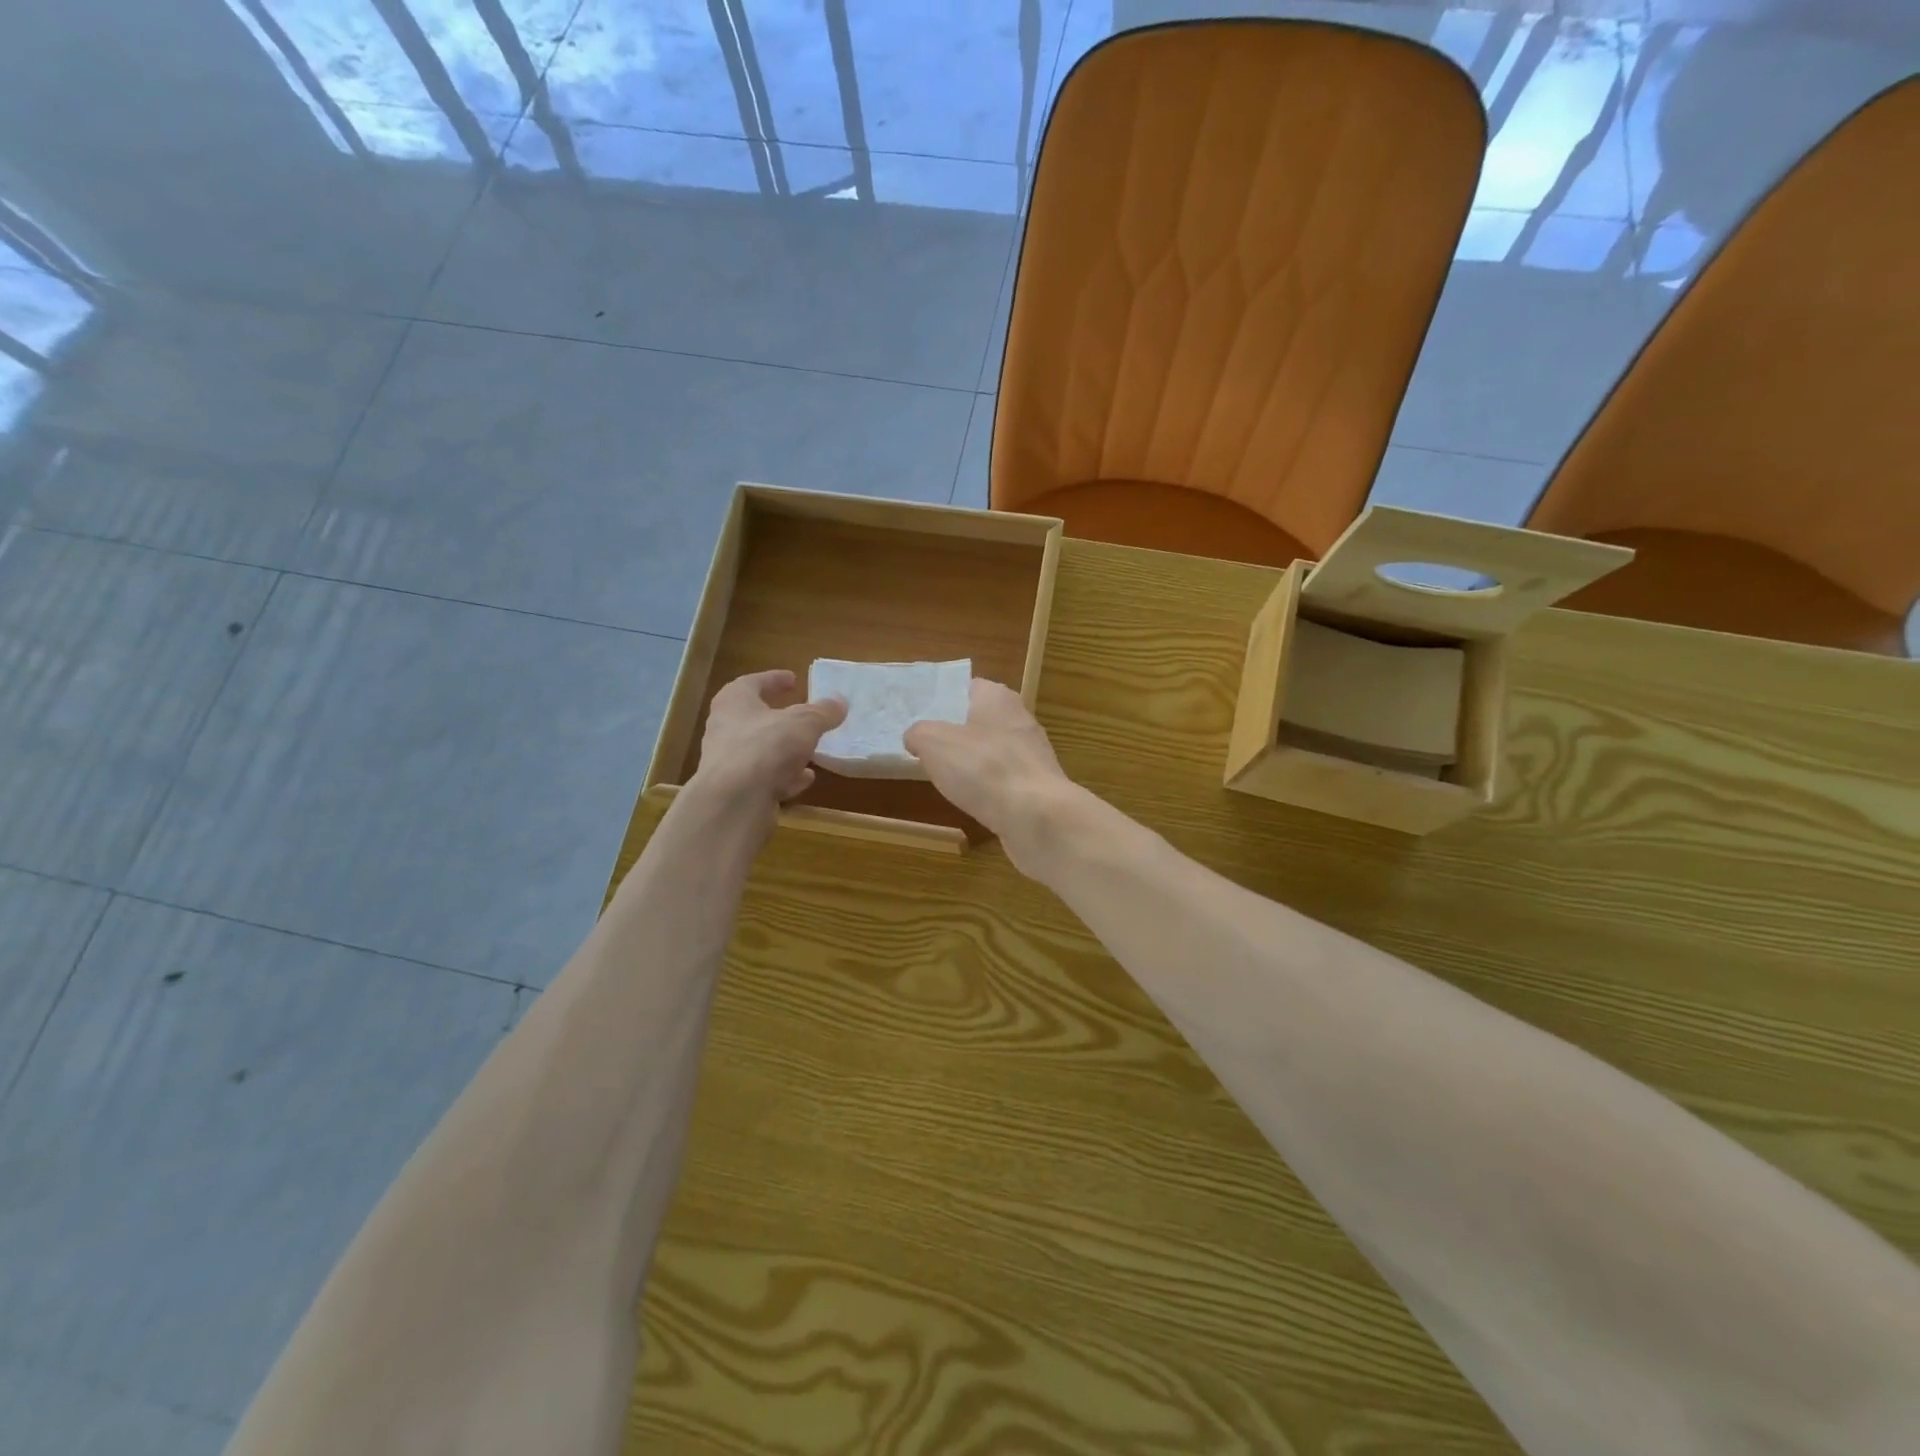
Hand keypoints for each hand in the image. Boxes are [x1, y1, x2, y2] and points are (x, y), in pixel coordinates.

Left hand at [689, 670, 846, 816]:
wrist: (734, 801)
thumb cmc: (766, 747)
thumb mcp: (804, 723)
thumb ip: (823, 712)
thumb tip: (840, 701)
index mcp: (734, 701)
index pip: (753, 682)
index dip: (774, 679)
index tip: (793, 679)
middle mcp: (725, 728)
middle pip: (754, 717)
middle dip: (780, 717)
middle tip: (801, 715)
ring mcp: (728, 761)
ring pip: (760, 749)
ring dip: (784, 749)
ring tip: (809, 749)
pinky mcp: (736, 789)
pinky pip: (764, 777)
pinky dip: (784, 775)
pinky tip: (804, 779)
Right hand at [904, 679, 1082, 873]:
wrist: (1036, 816)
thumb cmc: (983, 768)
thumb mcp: (933, 743)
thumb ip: (919, 733)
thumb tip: (915, 737)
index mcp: (998, 697)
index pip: (968, 688)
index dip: (945, 700)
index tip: (922, 717)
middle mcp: (1020, 719)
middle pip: (981, 720)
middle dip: (957, 734)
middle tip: (928, 749)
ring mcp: (1033, 754)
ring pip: (993, 752)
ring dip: (973, 763)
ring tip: (945, 778)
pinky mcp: (1038, 785)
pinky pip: (1004, 780)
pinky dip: (988, 788)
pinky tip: (972, 801)